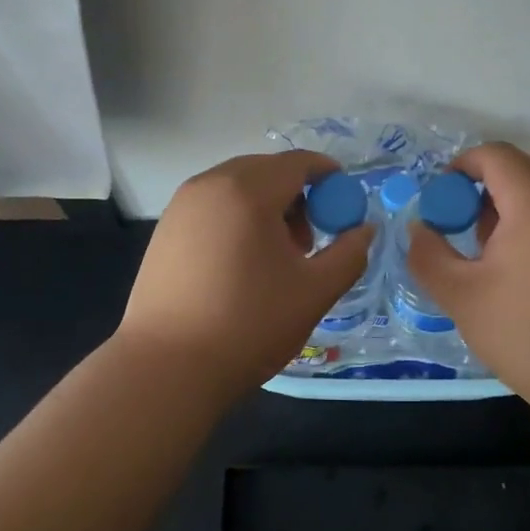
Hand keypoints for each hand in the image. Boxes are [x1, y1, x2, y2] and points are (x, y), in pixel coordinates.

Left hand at [116, 150, 374, 395]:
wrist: (167, 367)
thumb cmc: (248, 325)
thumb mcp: (314, 292)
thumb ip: (349, 254)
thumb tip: (365, 230)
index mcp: (248, 190)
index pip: (297, 163)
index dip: (327, 176)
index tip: (344, 203)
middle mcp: (210, 184)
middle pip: (265, 170)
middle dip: (296, 194)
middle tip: (310, 239)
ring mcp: (181, 205)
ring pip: (236, 187)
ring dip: (265, 206)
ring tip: (276, 257)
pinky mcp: (165, 229)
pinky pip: (212, 206)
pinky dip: (237, 218)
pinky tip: (240, 264)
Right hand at [406, 143, 529, 400]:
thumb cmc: (529, 333)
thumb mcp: (461, 297)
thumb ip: (429, 254)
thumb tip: (419, 229)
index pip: (494, 155)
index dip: (462, 168)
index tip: (446, 201)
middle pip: (525, 170)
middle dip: (491, 191)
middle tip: (473, 236)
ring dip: (524, 209)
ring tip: (509, 259)